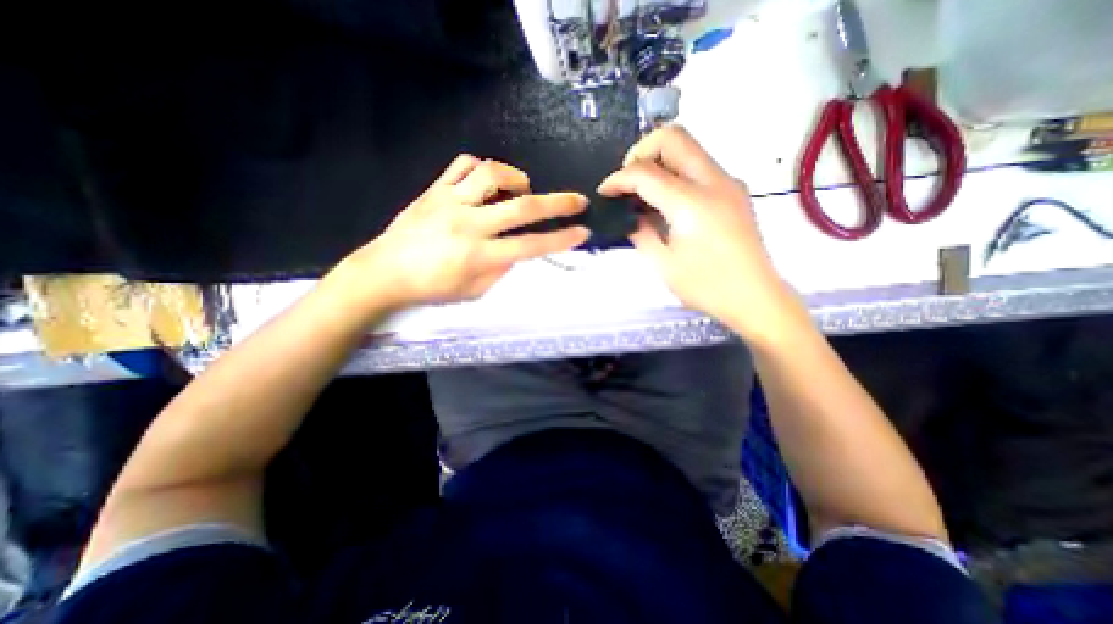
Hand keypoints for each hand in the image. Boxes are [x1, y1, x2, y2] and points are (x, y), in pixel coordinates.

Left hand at [326, 155, 595, 319]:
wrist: (385, 271)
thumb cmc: (432, 288)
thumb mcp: (473, 291)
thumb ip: (500, 270)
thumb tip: (518, 251)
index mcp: (479, 255)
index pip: (530, 246)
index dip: (560, 239)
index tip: (582, 232)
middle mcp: (469, 224)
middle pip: (522, 207)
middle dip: (557, 203)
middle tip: (578, 200)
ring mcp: (450, 202)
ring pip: (492, 174)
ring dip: (517, 178)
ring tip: (522, 188)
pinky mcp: (434, 189)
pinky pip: (462, 165)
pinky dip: (482, 168)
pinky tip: (487, 180)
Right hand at [601, 125, 799, 339]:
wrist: (755, 297)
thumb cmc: (706, 286)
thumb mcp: (662, 264)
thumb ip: (640, 232)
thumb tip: (629, 216)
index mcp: (692, 203)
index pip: (645, 172)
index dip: (618, 179)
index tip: (604, 193)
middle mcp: (714, 181)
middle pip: (673, 137)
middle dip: (640, 152)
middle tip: (627, 182)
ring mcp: (728, 182)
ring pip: (688, 148)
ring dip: (659, 161)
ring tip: (643, 193)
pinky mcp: (734, 190)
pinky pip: (698, 166)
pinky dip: (675, 173)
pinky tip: (666, 202)